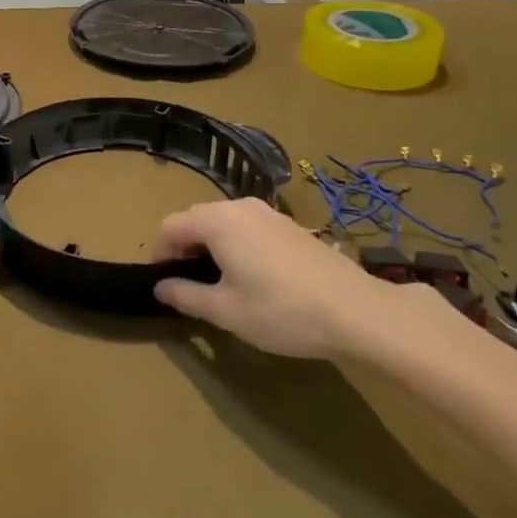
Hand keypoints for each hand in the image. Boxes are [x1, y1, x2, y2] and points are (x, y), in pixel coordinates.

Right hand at [152, 198, 391, 359]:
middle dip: (184, 246)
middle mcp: (239, 206)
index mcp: (217, 221)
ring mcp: (268, 212)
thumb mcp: (226, 311)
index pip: (171, 226)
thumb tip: (160, 287)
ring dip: (211, 244)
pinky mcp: (290, 225)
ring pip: (224, 221)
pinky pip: (248, 226)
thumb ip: (186, 295)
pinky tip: (251, 275)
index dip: (159, 252)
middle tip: (187, 283)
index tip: (161, 281)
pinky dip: (236, 243)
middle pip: (196, 218)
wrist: (357, 310)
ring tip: (218, 281)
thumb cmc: (282, 311)